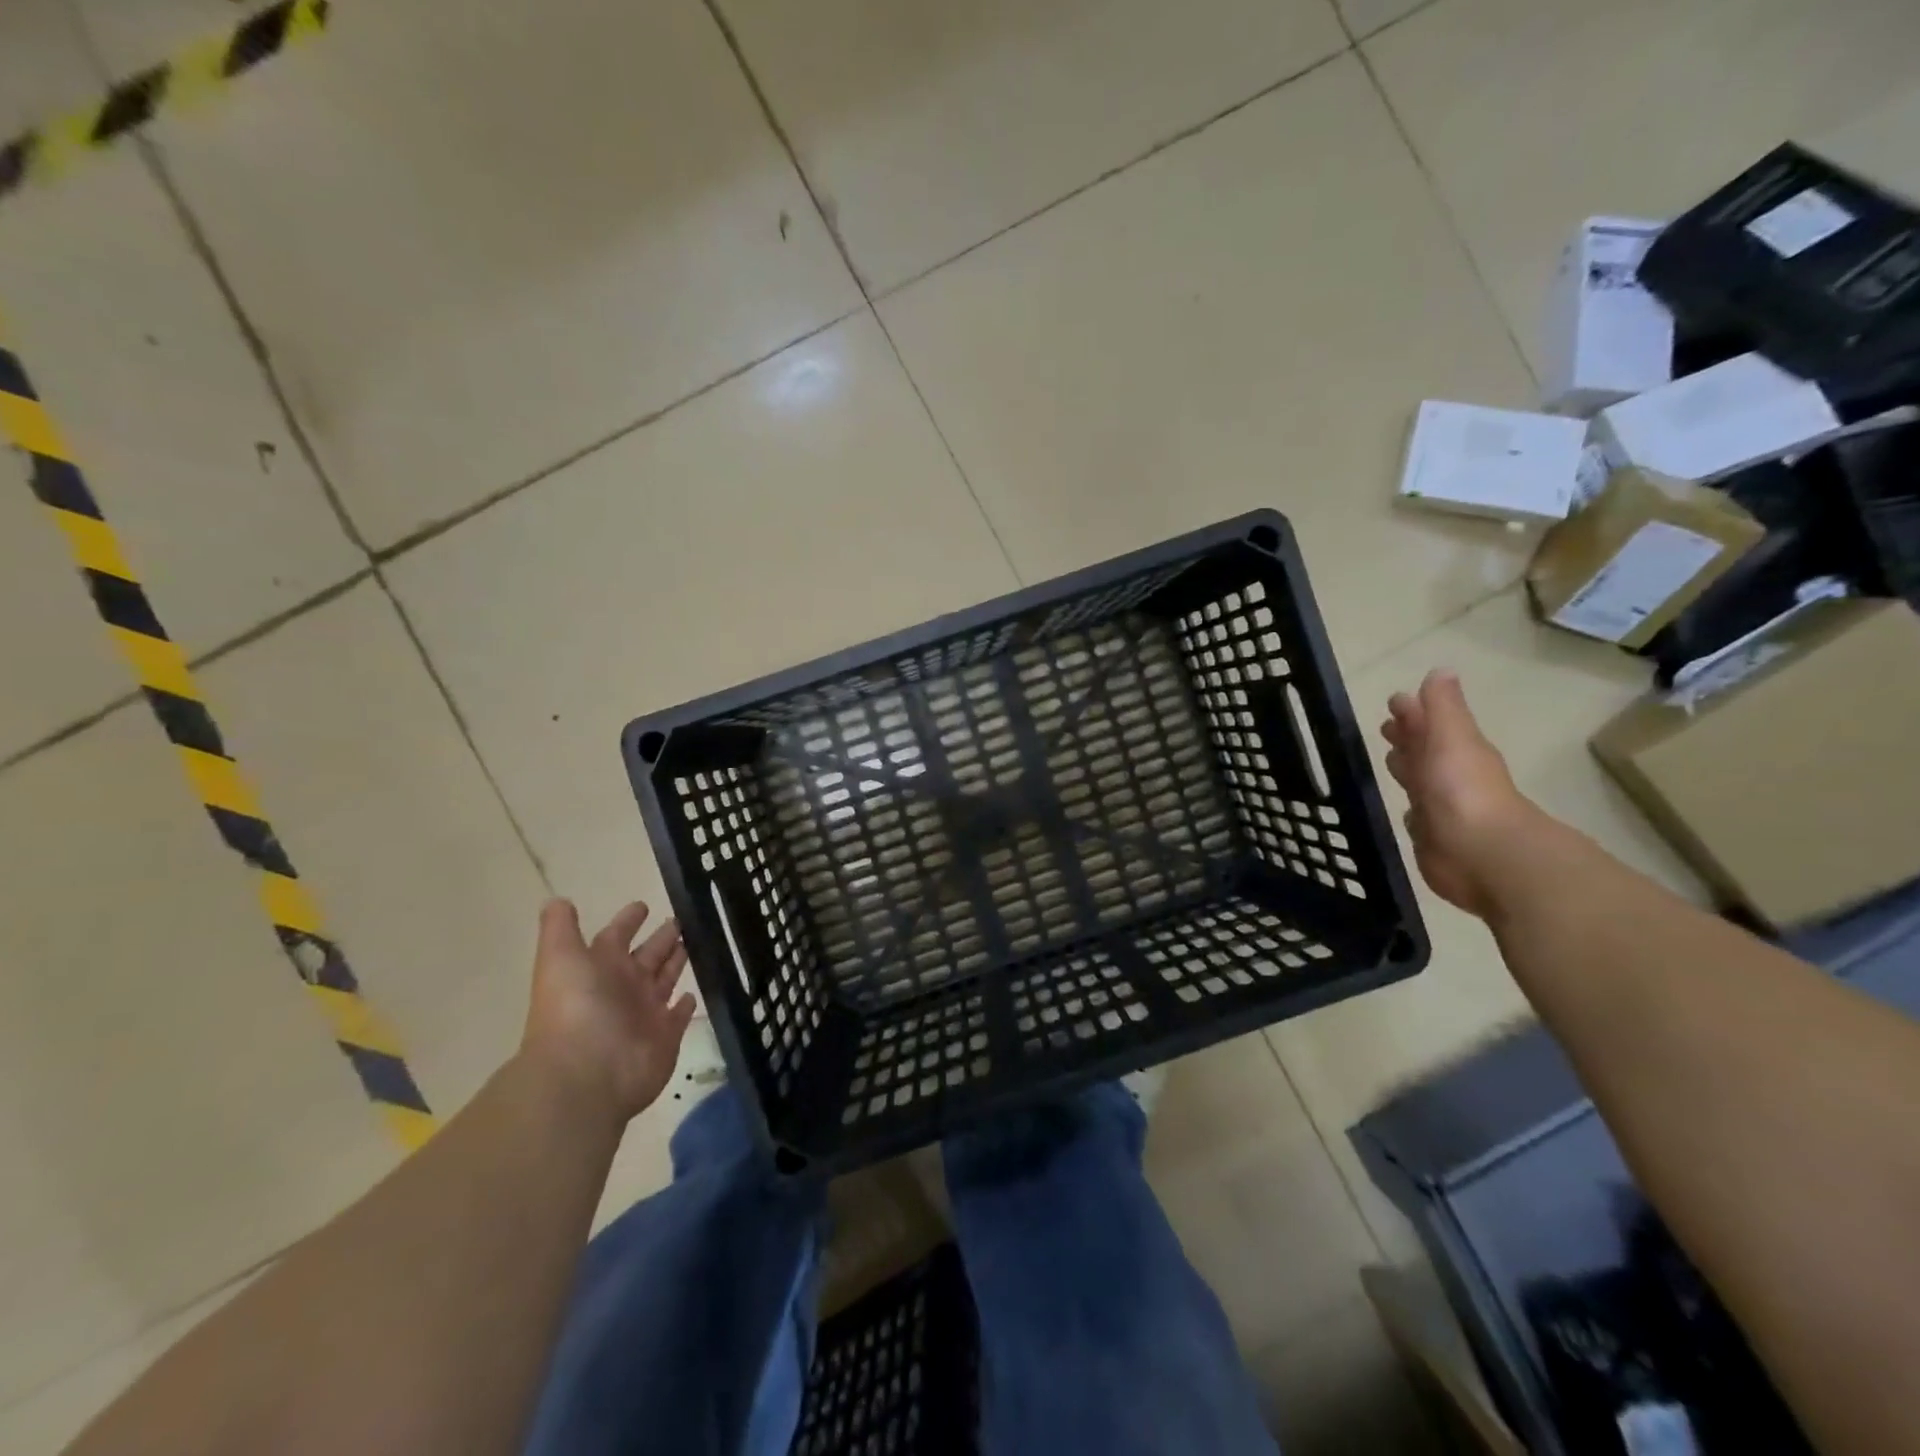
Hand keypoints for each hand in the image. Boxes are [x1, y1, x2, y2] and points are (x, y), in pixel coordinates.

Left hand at [520, 899, 695, 1125]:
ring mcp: (644, 1014)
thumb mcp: (560, 958)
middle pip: (646, 956)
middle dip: (661, 938)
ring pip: (665, 980)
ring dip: (677, 963)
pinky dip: (685, 1006)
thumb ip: (561, 928)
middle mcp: (622, 988)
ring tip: (698, 942)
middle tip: (683, 919)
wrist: (587, 1074)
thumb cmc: (575, 1009)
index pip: (616, 936)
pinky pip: (678, 1017)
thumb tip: (557, 899)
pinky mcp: (665, 1037)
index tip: (644, 904)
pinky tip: (694, 992)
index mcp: (599, 967)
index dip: (628, 920)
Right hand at [1380, 670, 1539, 918]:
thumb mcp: (1452, 737)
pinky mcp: (1431, 837)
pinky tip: (1401, 808)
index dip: (1412, 712)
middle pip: (1423, 750)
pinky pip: (1416, 816)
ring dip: (1406, 770)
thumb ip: (1443, 707)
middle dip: (1407, 738)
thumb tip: (1441, 670)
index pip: (1428, 723)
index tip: (1395, 700)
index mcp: (1454, 749)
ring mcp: (1440, 808)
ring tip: (1388, 761)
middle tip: (1386, 728)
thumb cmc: (1462, 789)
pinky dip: (1409, 808)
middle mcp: (1447, 776)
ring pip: (1417, 781)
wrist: (1480, 854)